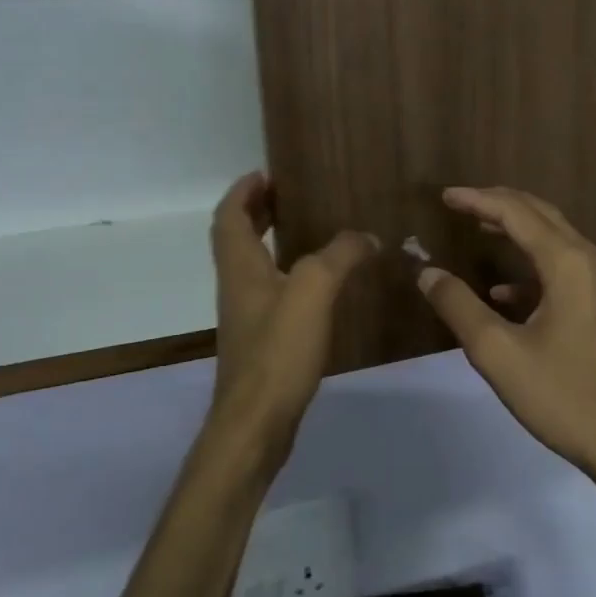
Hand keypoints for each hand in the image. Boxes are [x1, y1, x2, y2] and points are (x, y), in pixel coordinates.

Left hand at [206, 172, 375, 466]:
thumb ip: (339, 256)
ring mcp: (247, 317)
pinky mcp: (261, 342)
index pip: (230, 216)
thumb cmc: (278, 351)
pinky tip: (318, 286)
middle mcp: (237, 287)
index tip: (265, 173)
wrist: (257, 423)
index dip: (243, 191)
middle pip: (236, 239)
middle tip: (287, 195)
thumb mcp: (312, 291)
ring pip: (253, 267)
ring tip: (307, 231)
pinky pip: (271, 293)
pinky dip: (287, 275)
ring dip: (271, 242)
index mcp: (240, 267)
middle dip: (256, 212)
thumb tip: (366, 236)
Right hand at [417, 186, 595, 476]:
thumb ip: (458, 306)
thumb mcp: (498, 353)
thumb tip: (427, 272)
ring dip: (517, 231)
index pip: (517, 212)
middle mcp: (592, 262)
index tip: (445, 196)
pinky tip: (504, 292)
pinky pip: (567, 270)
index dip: (478, 200)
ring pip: (556, 240)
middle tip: (461, 204)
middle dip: (499, 205)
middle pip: (542, 215)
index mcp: (568, 264)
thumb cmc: (563, 396)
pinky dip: (533, 268)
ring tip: (479, 230)